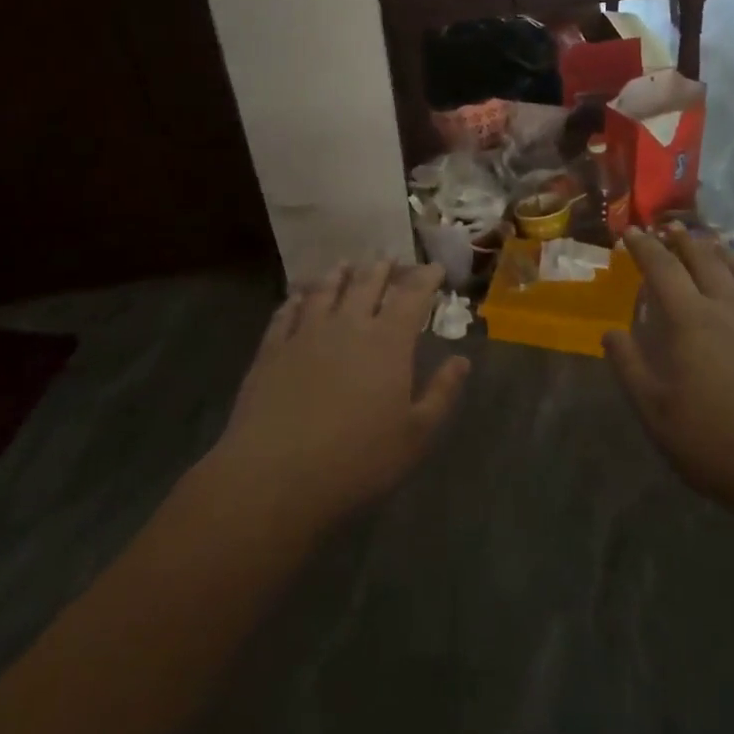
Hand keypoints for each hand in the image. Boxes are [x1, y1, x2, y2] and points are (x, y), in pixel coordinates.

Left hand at [212, 261, 469, 533]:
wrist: (274, 475)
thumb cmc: (356, 460)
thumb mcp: (415, 436)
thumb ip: (441, 393)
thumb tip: (461, 360)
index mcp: (388, 342)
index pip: (412, 296)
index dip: (425, 278)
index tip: (434, 268)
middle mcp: (348, 325)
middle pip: (367, 284)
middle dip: (382, 268)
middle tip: (389, 259)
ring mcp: (306, 333)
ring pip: (325, 290)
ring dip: (339, 274)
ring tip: (346, 264)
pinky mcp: (272, 349)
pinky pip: (286, 313)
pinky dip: (296, 299)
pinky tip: (298, 296)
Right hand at [605, 227, 733, 522]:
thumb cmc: (720, 444)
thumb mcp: (657, 414)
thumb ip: (630, 368)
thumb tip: (611, 332)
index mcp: (691, 321)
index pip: (662, 269)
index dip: (644, 247)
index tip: (632, 232)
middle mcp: (728, 307)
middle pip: (704, 258)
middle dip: (682, 239)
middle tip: (668, 228)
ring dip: (718, 249)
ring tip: (709, 241)